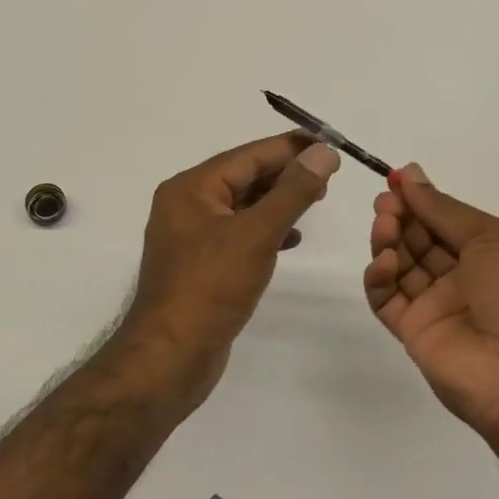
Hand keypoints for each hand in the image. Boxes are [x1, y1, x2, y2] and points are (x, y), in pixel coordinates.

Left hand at [119, 132, 340, 401]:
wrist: (170, 358)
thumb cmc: (211, 287)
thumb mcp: (257, 233)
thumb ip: (293, 191)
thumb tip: (323, 152)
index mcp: (191, 188)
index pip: (248, 154)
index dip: (290, 146)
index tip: (328, 141)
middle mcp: (186, 205)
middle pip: (244, 176)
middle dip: (285, 172)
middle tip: (328, 171)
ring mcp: (191, 237)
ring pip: (242, 206)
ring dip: (278, 200)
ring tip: (316, 198)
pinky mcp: (200, 265)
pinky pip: (238, 233)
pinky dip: (265, 230)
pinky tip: (291, 238)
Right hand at [365, 165, 498, 440]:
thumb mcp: (489, 238)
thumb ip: (442, 208)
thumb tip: (408, 173)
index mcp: (485, 253)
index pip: (442, 219)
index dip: (419, 199)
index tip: (394, 180)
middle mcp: (459, 277)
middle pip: (417, 239)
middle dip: (400, 216)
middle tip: (386, 203)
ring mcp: (434, 306)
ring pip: (399, 265)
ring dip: (388, 240)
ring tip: (385, 226)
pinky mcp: (412, 332)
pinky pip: (386, 299)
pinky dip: (379, 278)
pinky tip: (385, 263)